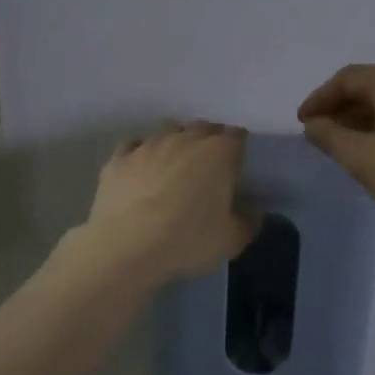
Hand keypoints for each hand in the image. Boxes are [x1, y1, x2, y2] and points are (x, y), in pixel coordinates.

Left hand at [80, 122, 259, 285]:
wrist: (126, 247)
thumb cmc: (187, 240)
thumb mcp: (231, 241)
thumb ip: (248, 223)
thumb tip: (255, 214)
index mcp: (219, 154)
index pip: (237, 136)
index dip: (238, 148)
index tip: (237, 165)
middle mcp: (185, 139)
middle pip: (203, 128)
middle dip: (209, 140)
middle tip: (210, 165)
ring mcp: (149, 145)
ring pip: (168, 130)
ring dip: (176, 140)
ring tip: (176, 162)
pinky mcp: (119, 157)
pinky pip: (134, 145)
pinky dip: (141, 151)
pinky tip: (141, 167)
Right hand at [298, 63, 374, 243]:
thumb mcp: (364, 159)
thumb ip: (331, 138)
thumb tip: (313, 124)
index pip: (346, 78)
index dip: (319, 99)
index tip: (302, 123)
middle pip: (370, 87)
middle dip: (341, 110)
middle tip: (322, 137)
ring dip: (364, 121)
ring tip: (350, 150)